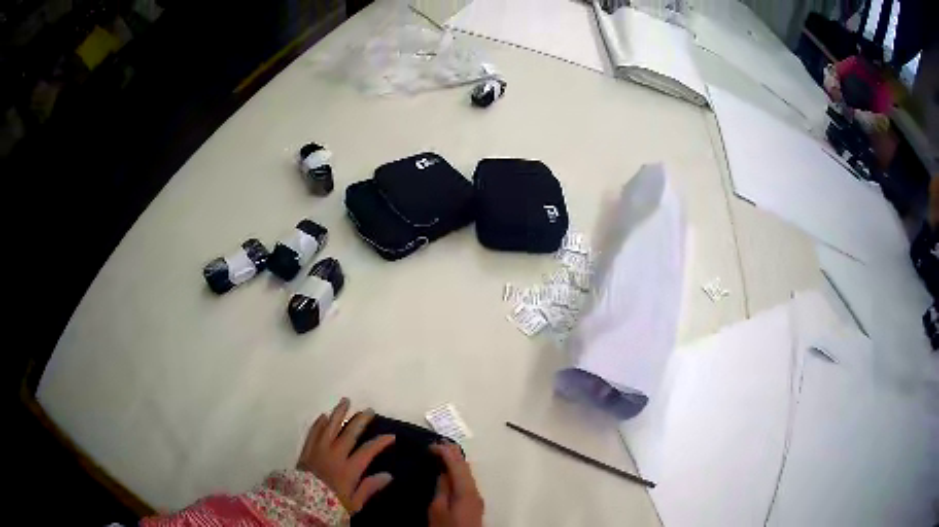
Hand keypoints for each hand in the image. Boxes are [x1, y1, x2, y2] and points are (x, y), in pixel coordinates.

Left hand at [297, 398, 395, 513]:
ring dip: (338, 413)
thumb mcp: (354, 503)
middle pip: (349, 433)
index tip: (391, 435)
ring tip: (346, 401)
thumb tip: (388, 475)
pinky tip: (323, 416)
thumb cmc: (331, 505)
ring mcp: (318, 450)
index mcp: (349, 468)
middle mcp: (334, 455)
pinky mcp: (306, 451)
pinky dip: (319, 423)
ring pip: (330, 427)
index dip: (380, 442)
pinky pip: (313, 433)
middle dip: (360, 420)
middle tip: (369, 410)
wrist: (302, 504)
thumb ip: (369, 488)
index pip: (368, 450)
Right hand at [428, 443, 484, 526]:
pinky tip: (450, 471)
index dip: (445, 452)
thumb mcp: (437, 510)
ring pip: (467, 473)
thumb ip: (441, 489)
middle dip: (453, 453)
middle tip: (438, 442)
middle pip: (465, 467)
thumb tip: (442, 472)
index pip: (457, 465)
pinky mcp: (473, 504)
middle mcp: (475, 491)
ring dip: (456, 462)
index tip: (430, 444)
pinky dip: (457, 472)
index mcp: (466, 490)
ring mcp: (476, 498)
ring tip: (442, 452)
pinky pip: (466, 481)